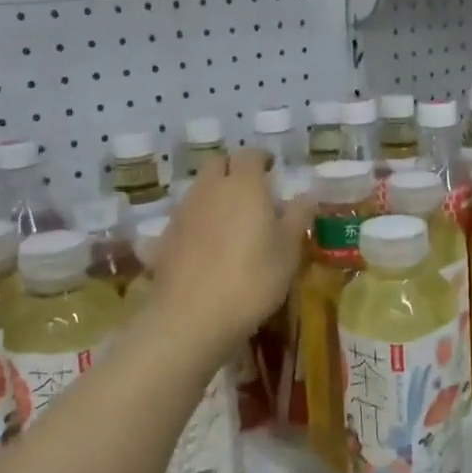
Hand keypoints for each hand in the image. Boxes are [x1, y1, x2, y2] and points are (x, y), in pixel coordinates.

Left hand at [148, 149, 313, 353]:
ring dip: (213, 196)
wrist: (193, 317)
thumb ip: (298, 217)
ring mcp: (182, 213)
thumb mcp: (289, 250)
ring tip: (230, 221)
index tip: (272, 169)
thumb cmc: (253, 278)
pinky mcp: (163, 239)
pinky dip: (194, 224)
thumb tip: (309, 195)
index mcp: (243, 185)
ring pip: (198, 190)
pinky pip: (182, 221)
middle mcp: (209, 189)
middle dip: (233, 170)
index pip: (250, 155)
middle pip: (217, 165)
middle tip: (251, 191)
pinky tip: (202, 247)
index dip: (262, 159)